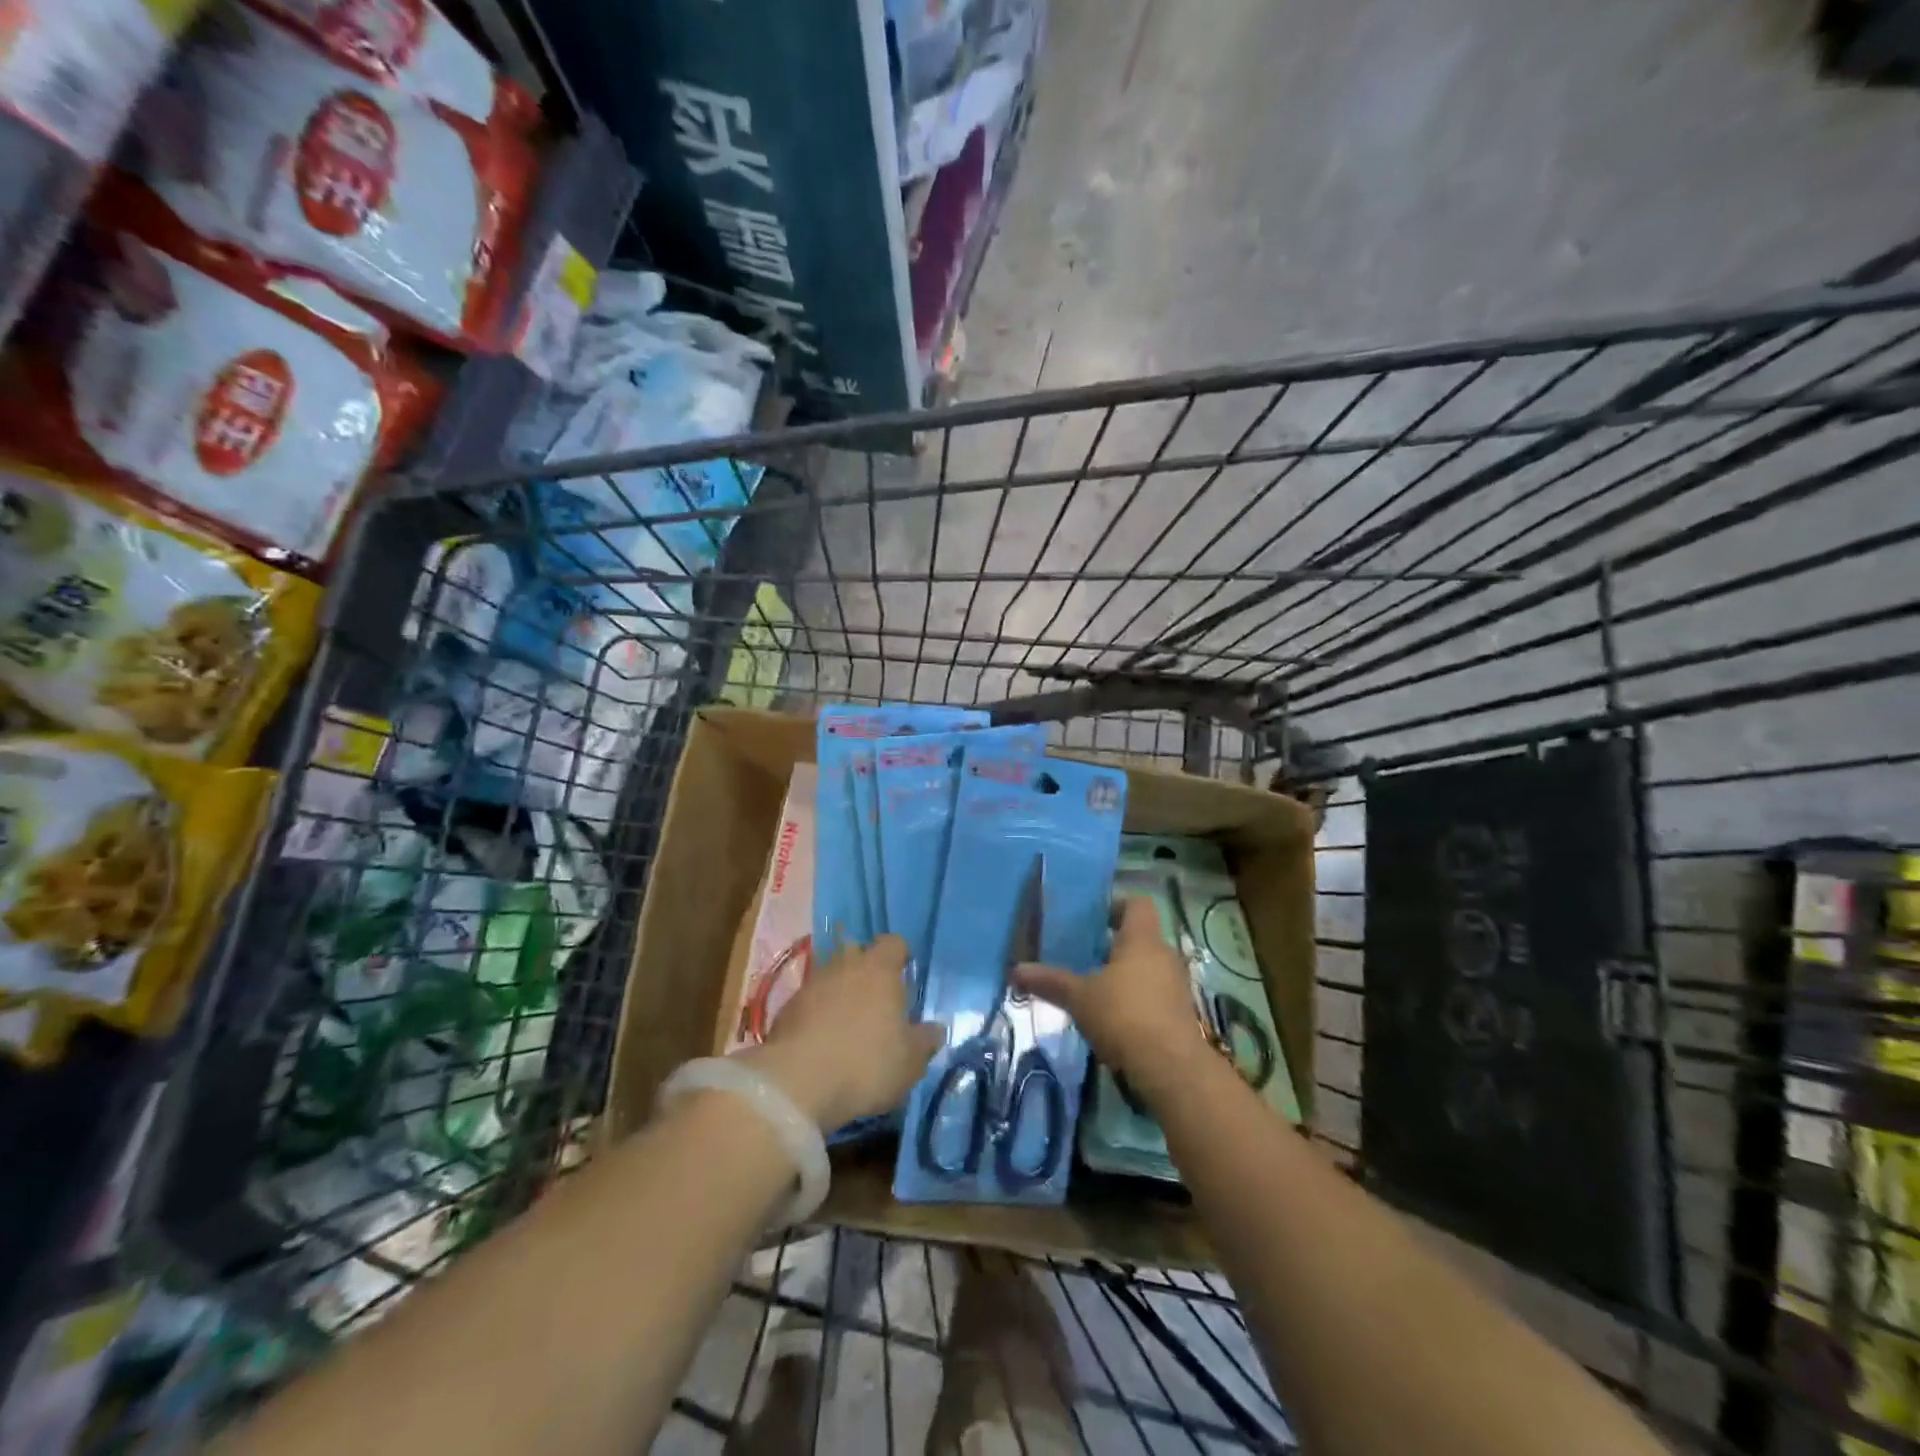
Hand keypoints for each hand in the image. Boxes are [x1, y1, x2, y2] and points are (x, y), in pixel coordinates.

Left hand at [743, 935, 943, 1129]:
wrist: (796, 1083)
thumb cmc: (866, 1063)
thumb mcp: (910, 1062)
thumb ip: (925, 1041)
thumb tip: (936, 1029)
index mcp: (880, 969)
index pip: (894, 943)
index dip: (901, 956)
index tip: (906, 976)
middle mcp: (845, 965)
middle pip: (859, 954)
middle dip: (868, 971)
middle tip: (878, 1001)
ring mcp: (812, 984)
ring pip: (832, 978)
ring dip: (841, 994)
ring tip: (850, 1024)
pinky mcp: (786, 1008)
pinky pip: (810, 1002)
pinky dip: (818, 1014)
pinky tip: (823, 1041)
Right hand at [1014, 897, 1210, 1099]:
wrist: (1171, 1069)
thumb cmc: (1123, 1016)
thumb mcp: (1079, 997)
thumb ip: (1050, 981)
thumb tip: (1015, 970)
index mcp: (1142, 939)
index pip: (1136, 904)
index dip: (1115, 905)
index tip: (1090, 919)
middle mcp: (1163, 955)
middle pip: (1140, 937)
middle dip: (1112, 944)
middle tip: (1082, 954)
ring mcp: (1176, 985)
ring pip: (1147, 967)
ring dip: (1124, 974)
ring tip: (1093, 987)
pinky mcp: (1180, 1014)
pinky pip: (1154, 993)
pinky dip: (1135, 999)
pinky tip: (1112, 1017)